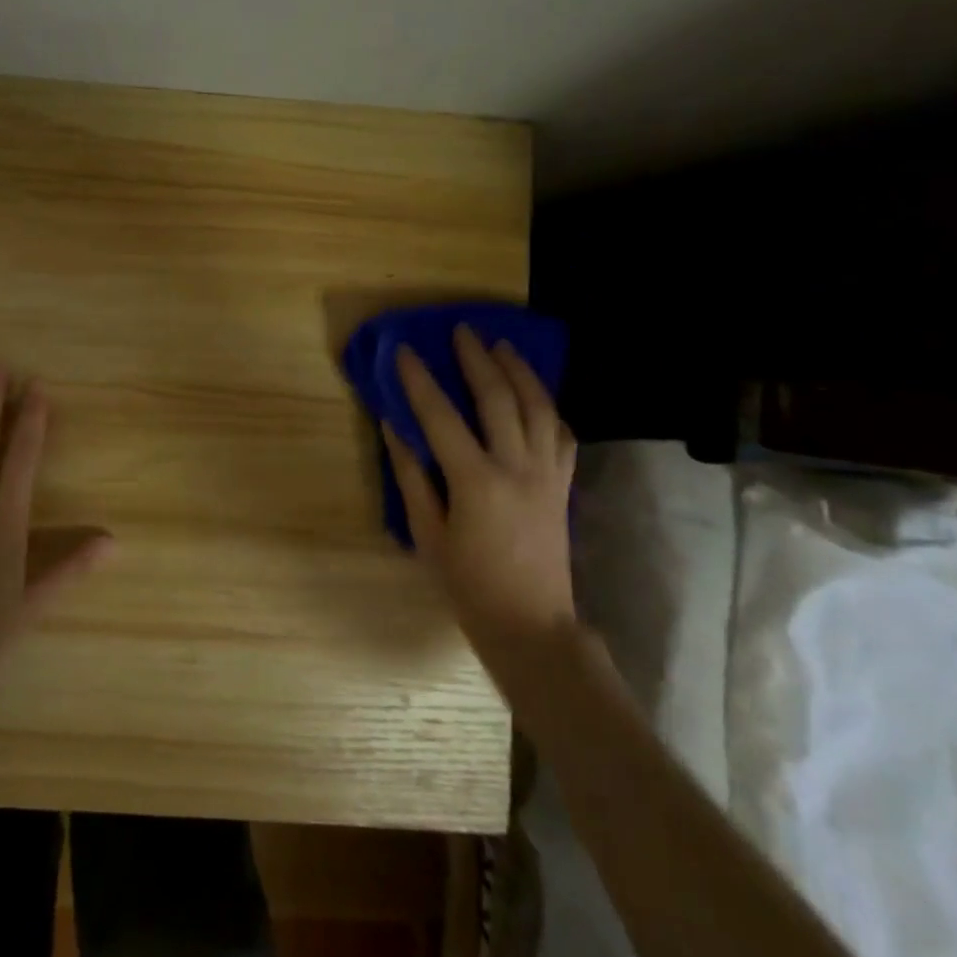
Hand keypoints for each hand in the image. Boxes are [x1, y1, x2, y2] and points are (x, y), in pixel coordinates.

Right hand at [384, 326, 577, 661]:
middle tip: (463, 331)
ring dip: (519, 371)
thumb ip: (410, 477)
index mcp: (475, 481)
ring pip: (538, 407)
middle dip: (477, 359)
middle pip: (498, 398)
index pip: (441, 416)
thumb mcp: (427, 534)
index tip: (405, 351)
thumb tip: (394, 428)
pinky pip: (562, 434)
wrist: (531, 625)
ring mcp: (547, 474)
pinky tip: (535, 394)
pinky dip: (548, 407)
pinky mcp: (563, 486)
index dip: (420, 380)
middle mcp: (517, 467)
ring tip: (502, 346)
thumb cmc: (468, 585)